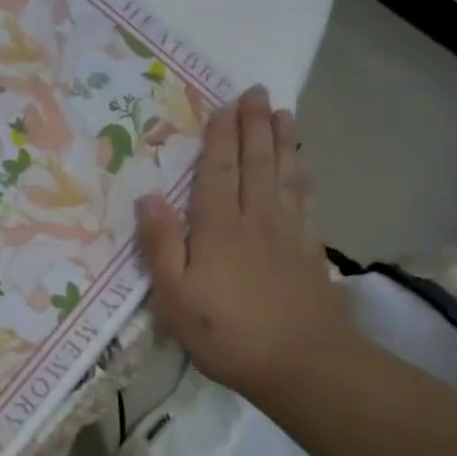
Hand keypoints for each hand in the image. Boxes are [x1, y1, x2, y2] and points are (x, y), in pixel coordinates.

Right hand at [136, 85, 356, 401]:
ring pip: (285, 175)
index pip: (217, 171)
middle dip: (255, 125)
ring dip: (284, 141)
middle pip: (256, 162)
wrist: (302, 364)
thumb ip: (160, 246)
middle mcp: (255, 219)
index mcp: (217, 228)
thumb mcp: (174, 297)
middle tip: (258, 91)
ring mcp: (287, 233)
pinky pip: (305, 201)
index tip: (225, 105)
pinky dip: (304, 177)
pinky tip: (304, 169)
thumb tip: (148, 198)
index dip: (220, 137)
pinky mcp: (308, 251)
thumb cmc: (226, 332)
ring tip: (284, 113)